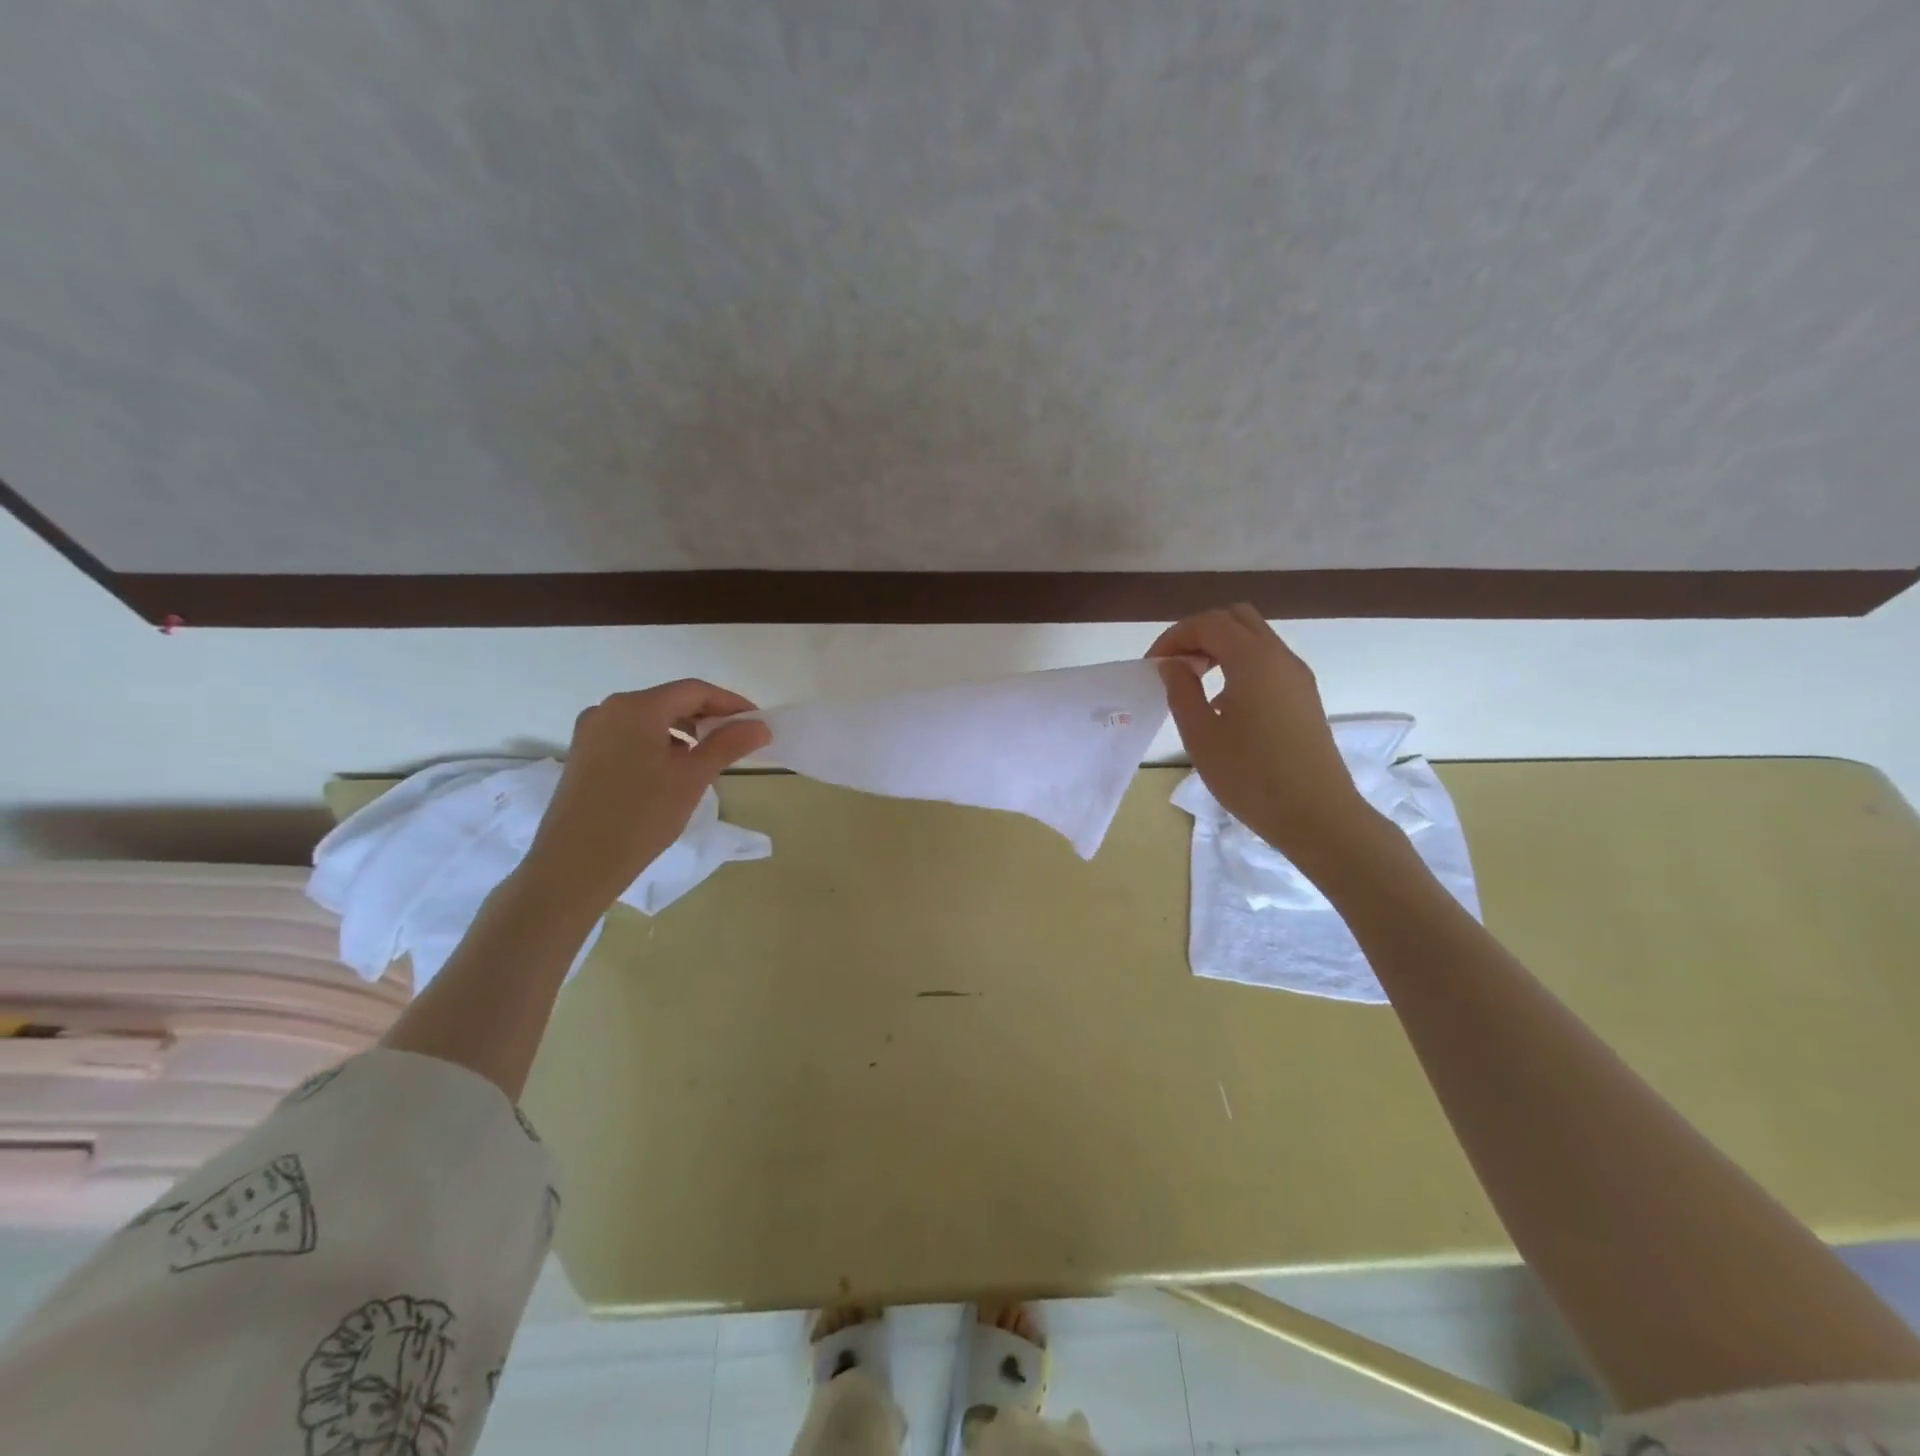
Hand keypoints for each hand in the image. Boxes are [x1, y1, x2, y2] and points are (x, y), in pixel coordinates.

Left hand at [521, 680, 771, 917]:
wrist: (574, 865)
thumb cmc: (640, 817)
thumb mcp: (692, 779)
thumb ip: (728, 745)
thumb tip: (760, 726)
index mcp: (637, 707)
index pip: (694, 691)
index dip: (730, 703)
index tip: (756, 722)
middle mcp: (609, 709)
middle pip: (670, 702)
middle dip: (707, 718)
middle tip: (737, 742)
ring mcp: (591, 731)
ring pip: (649, 721)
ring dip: (683, 733)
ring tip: (706, 762)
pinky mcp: (583, 754)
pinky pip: (629, 737)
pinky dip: (657, 745)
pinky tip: (670, 773)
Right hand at [1148, 605, 1377, 866]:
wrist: (1316, 815)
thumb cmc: (1250, 776)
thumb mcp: (1201, 734)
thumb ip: (1181, 691)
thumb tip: (1173, 665)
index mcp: (1253, 660)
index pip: (1208, 623)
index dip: (1174, 636)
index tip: (1153, 665)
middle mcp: (1280, 657)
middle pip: (1236, 619)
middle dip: (1200, 633)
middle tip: (1175, 665)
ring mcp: (1297, 676)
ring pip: (1255, 639)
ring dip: (1220, 648)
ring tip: (1194, 682)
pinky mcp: (1305, 697)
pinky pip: (1268, 662)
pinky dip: (1239, 664)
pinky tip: (1224, 702)